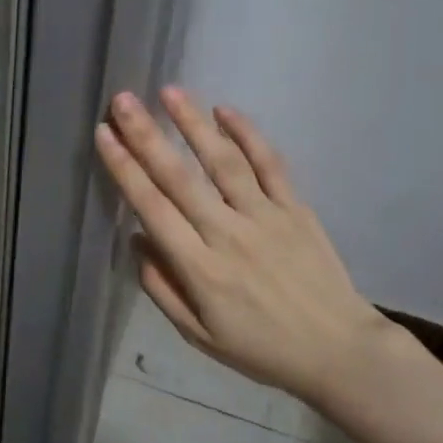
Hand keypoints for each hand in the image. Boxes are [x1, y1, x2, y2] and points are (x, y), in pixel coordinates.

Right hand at [94, 87, 420, 407]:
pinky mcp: (296, 208)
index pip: (152, 208)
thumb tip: (136, 241)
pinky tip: (225, 110)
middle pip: (180, 177)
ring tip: (169, 91)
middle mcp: (229, 234)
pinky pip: (270, 164)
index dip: (124, 169)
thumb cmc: (261, 348)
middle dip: (146, 136)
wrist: (339, 351)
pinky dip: (248, 135)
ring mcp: (266, 217)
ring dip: (194, 124)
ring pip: (224, 161)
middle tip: (123, 100)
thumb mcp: (199, 335)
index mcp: (200, 268)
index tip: (104, 134)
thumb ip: (162, 288)